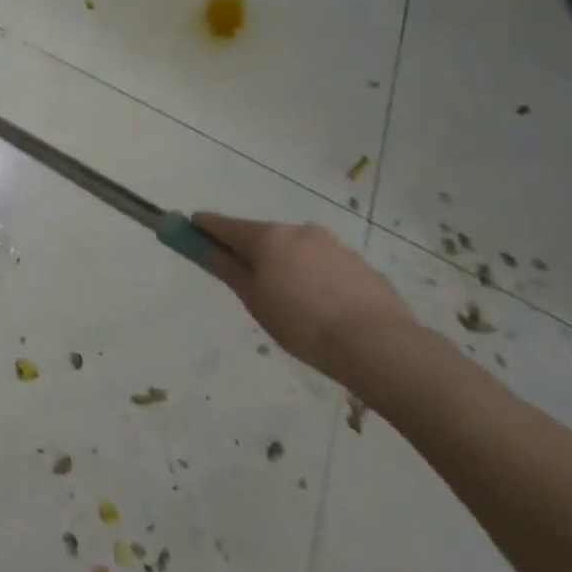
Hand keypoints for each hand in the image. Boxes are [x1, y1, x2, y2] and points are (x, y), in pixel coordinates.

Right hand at [196, 212, 415, 386]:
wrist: (380, 347)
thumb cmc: (303, 325)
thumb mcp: (255, 301)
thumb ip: (226, 268)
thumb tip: (201, 244)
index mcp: (268, 237)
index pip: (224, 225)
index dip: (204, 228)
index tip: (192, 233)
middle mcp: (298, 231)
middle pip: (264, 238)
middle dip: (254, 255)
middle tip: (254, 288)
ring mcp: (333, 246)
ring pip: (298, 252)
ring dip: (289, 268)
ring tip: (297, 308)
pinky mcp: (362, 265)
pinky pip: (327, 268)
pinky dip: (319, 280)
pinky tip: (326, 311)